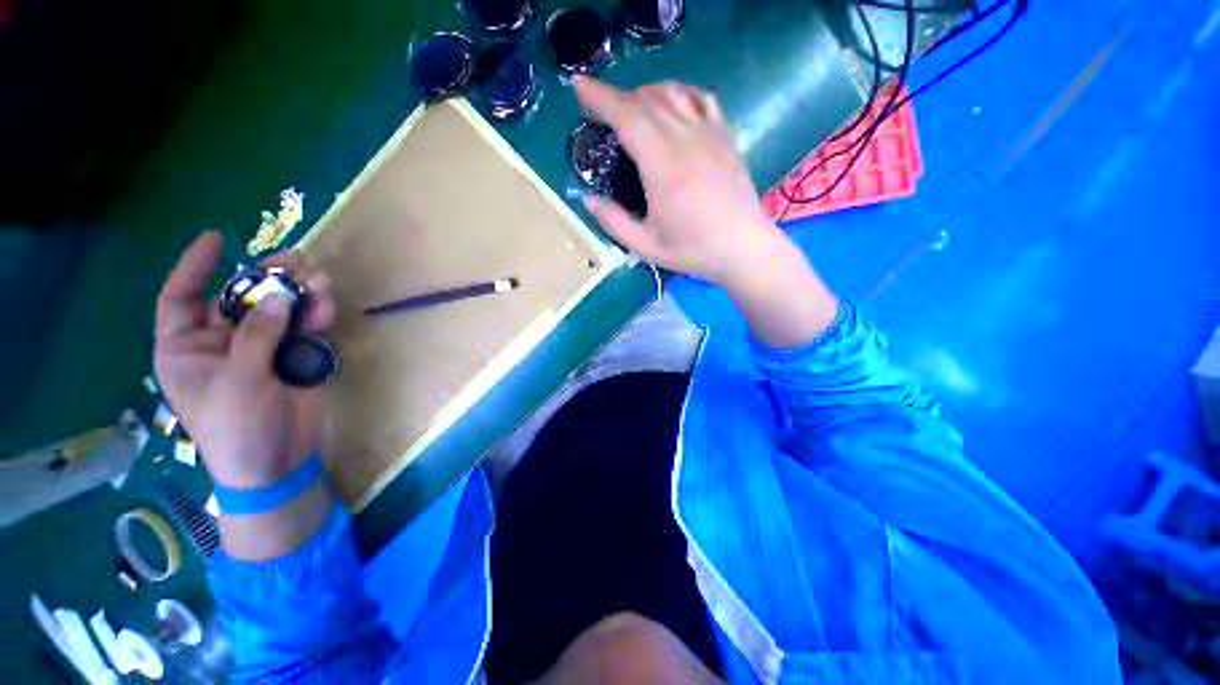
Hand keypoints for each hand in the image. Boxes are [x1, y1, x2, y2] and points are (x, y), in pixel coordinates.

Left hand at [153, 231, 336, 489]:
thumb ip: (257, 336)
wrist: (278, 463)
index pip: (180, 299)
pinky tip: (327, 308)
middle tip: (296, 261)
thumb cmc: (238, 428)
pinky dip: (316, 317)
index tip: (217, 239)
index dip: (196, 267)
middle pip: (240, 299)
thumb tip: (278, 296)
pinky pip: (303, 329)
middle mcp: (221, 343)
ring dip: (300, 296)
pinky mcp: (292, 358)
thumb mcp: (239, 381)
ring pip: (277, 311)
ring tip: (321, 283)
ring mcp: (260, 351)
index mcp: (187, 349)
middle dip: (266, 279)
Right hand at [573, 76, 787, 288]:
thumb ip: (614, 223)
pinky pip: (701, 99)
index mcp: (662, 168)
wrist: (743, 247)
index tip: (579, 86)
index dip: (600, 98)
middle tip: (600, 107)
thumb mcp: (646, 247)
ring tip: (630, 107)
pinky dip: (680, 92)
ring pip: (673, 93)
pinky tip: (672, 103)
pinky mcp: (725, 136)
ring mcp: (709, 135)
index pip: (627, 118)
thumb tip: (588, 200)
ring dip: (645, 93)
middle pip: (646, 101)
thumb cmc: (693, 250)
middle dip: (616, 97)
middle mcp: (685, 141)